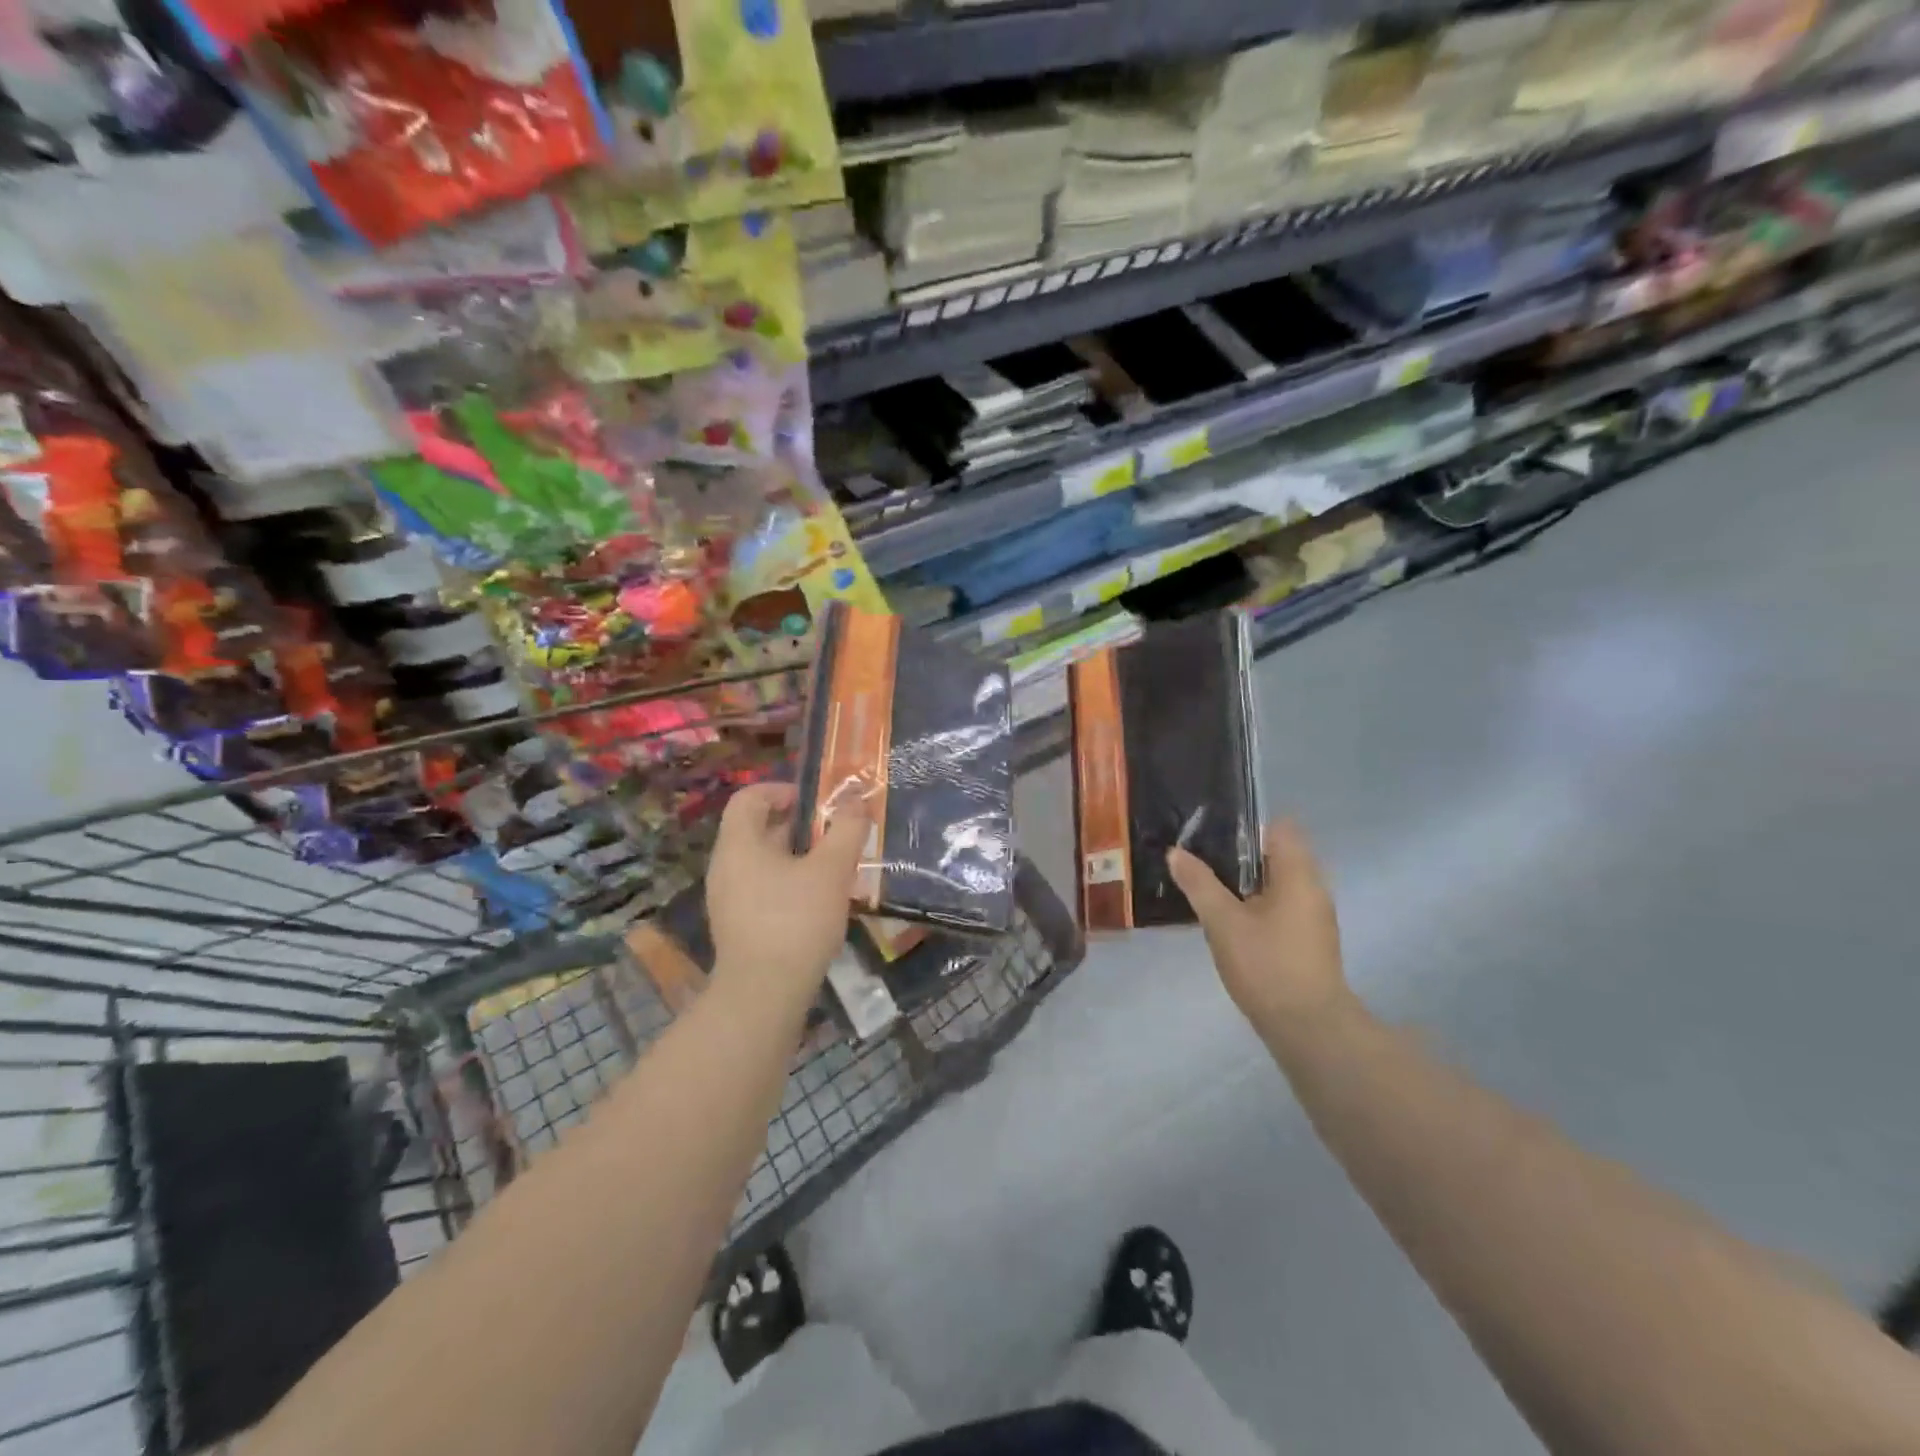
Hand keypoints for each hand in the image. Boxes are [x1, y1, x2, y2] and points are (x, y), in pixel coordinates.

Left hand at [705, 783, 867, 1013]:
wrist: (764, 994)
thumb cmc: (795, 921)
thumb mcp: (831, 870)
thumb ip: (847, 830)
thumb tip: (856, 799)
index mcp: (739, 845)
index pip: (749, 797)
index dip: (781, 790)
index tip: (815, 802)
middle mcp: (725, 867)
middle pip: (757, 829)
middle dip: (798, 825)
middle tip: (835, 832)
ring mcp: (728, 899)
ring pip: (763, 862)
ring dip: (797, 856)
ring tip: (833, 867)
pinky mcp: (738, 926)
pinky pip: (762, 889)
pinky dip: (789, 883)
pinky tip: (818, 901)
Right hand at [1167, 819, 1351, 1035]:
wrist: (1309, 1028)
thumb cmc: (1266, 965)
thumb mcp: (1223, 921)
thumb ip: (1199, 884)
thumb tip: (1176, 852)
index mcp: (1298, 875)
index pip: (1280, 828)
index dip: (1248, 825)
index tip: (1214, 831)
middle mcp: (1313, 888)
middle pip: (1278, 854)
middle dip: (1240, 854)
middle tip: (1200, 857)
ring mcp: (1314, 917)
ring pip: (1278, 883)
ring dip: (1247, 882)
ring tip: (1208, 886)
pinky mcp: (1309, 940)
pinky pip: (1282, 906)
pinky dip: (1258, 904)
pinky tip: (1230, 920)